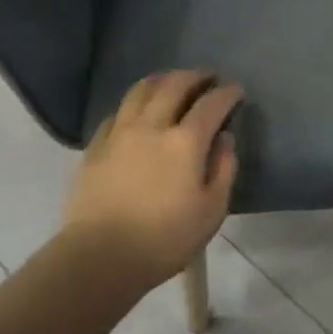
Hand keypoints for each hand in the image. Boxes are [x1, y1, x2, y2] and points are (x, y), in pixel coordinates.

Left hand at [63, 70, 242, 289]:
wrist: (99, 258)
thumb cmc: (164, 240)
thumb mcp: (212, 212)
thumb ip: (223, 169)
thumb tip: (224, 138)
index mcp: (185, 142)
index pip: (211, 104)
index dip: (227, 93)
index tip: (236, 89)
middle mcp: (153, 126)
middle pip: (174, 85)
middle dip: (195, 76)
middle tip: (207, 77)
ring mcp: (120, 133)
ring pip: (141, 90)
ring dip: (162, 79)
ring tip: (172, 81)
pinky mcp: (96, 146)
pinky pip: (117, 112)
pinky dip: (134, 104)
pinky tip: (138, 111)